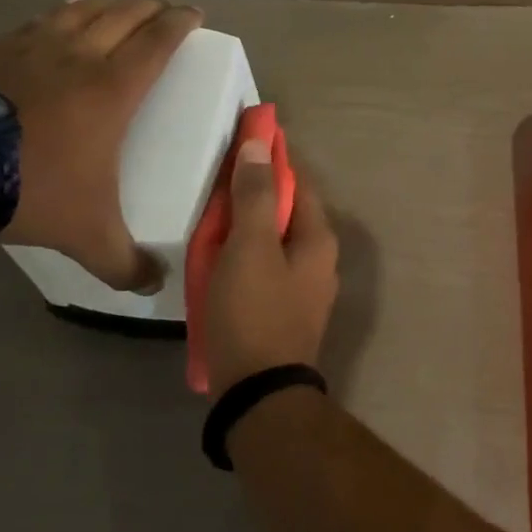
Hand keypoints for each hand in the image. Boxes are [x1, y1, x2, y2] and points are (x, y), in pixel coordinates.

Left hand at [0, 0, 200, 288]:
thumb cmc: (29, 188)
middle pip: (125, 15)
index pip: (158, 40)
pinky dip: (63, 14)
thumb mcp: (86, 233)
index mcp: (113, 87)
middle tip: (165, 11)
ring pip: (83, 10)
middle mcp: (79, 56)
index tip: (194, 15)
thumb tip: (154, 286)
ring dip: (109, 5)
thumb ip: (124, 262)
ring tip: (119, 7)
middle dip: (151, 8)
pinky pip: (41, 21)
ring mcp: (33, 48)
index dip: (180, 23)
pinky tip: (60, 20)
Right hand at [205, 140, 339, 390]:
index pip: (297, 180)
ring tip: (213, 213)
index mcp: (317, 237)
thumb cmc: (254, 312)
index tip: (244, 136)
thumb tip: (260, 145)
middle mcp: (319, 258)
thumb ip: (255, 195)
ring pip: (272, 239)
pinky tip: (219, 256)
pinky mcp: (284, 310)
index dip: (272, 156)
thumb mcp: (249, 247)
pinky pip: (264, 266)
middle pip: (284, 209)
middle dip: (254, 190)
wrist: (258, 395)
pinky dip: (243, 252)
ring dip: (246, 223)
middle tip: (218, 177)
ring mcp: (304, 287)